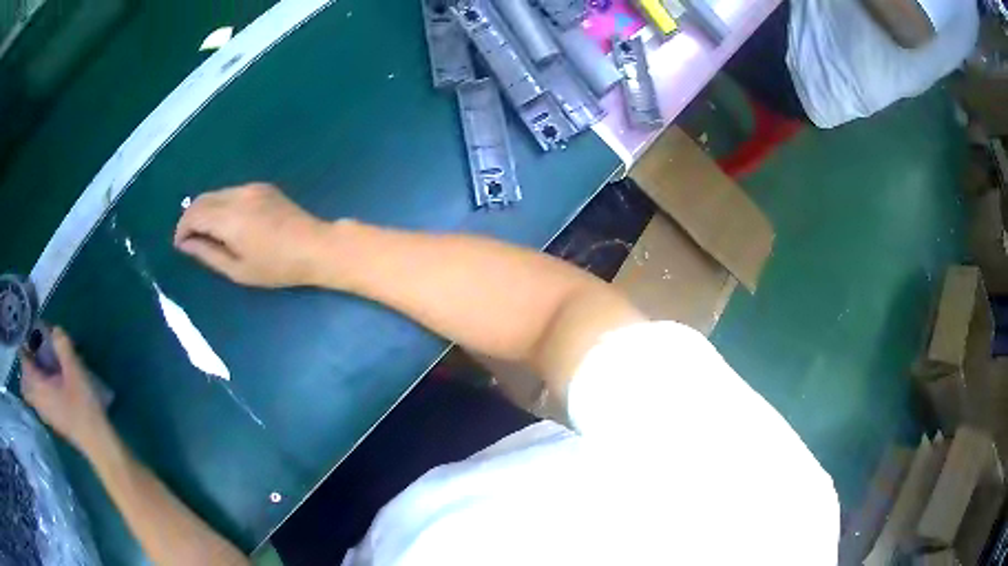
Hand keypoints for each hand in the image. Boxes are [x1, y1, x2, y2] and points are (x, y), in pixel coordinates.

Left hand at [20, 328, 107, 453]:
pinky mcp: (54, 423)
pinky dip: (40, 393)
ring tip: (42, 370)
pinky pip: (40, 404)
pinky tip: (51, 389)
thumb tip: (54, 329)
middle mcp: (39, 402)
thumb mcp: (75, 371)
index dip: (24, 348)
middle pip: (25, 384)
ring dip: (33, 382)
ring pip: (32, 396)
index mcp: (39, 387)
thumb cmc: (83, 405)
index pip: (24, 365)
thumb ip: (63, 347)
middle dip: (26, 369)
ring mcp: (46, 416)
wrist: (97, 442)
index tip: (28, 336)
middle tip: (33, 354)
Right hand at [174, 183, 332, 287]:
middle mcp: (237, 195)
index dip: (181, 229)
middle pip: (202, 199)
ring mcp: (251, 188)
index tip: (180, 245)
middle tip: (190, 241)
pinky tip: (227, 223)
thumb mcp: (237, 269)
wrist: (315, 246)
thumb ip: (207, 254)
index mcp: (229, 217)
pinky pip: (231, 192)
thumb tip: (185, 244)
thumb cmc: (276, 266)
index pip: (193, 214)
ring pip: (216, 194)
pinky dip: (221, 205)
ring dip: (205, 211)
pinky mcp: (262, 187)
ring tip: (207, 234)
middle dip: (190, 218)